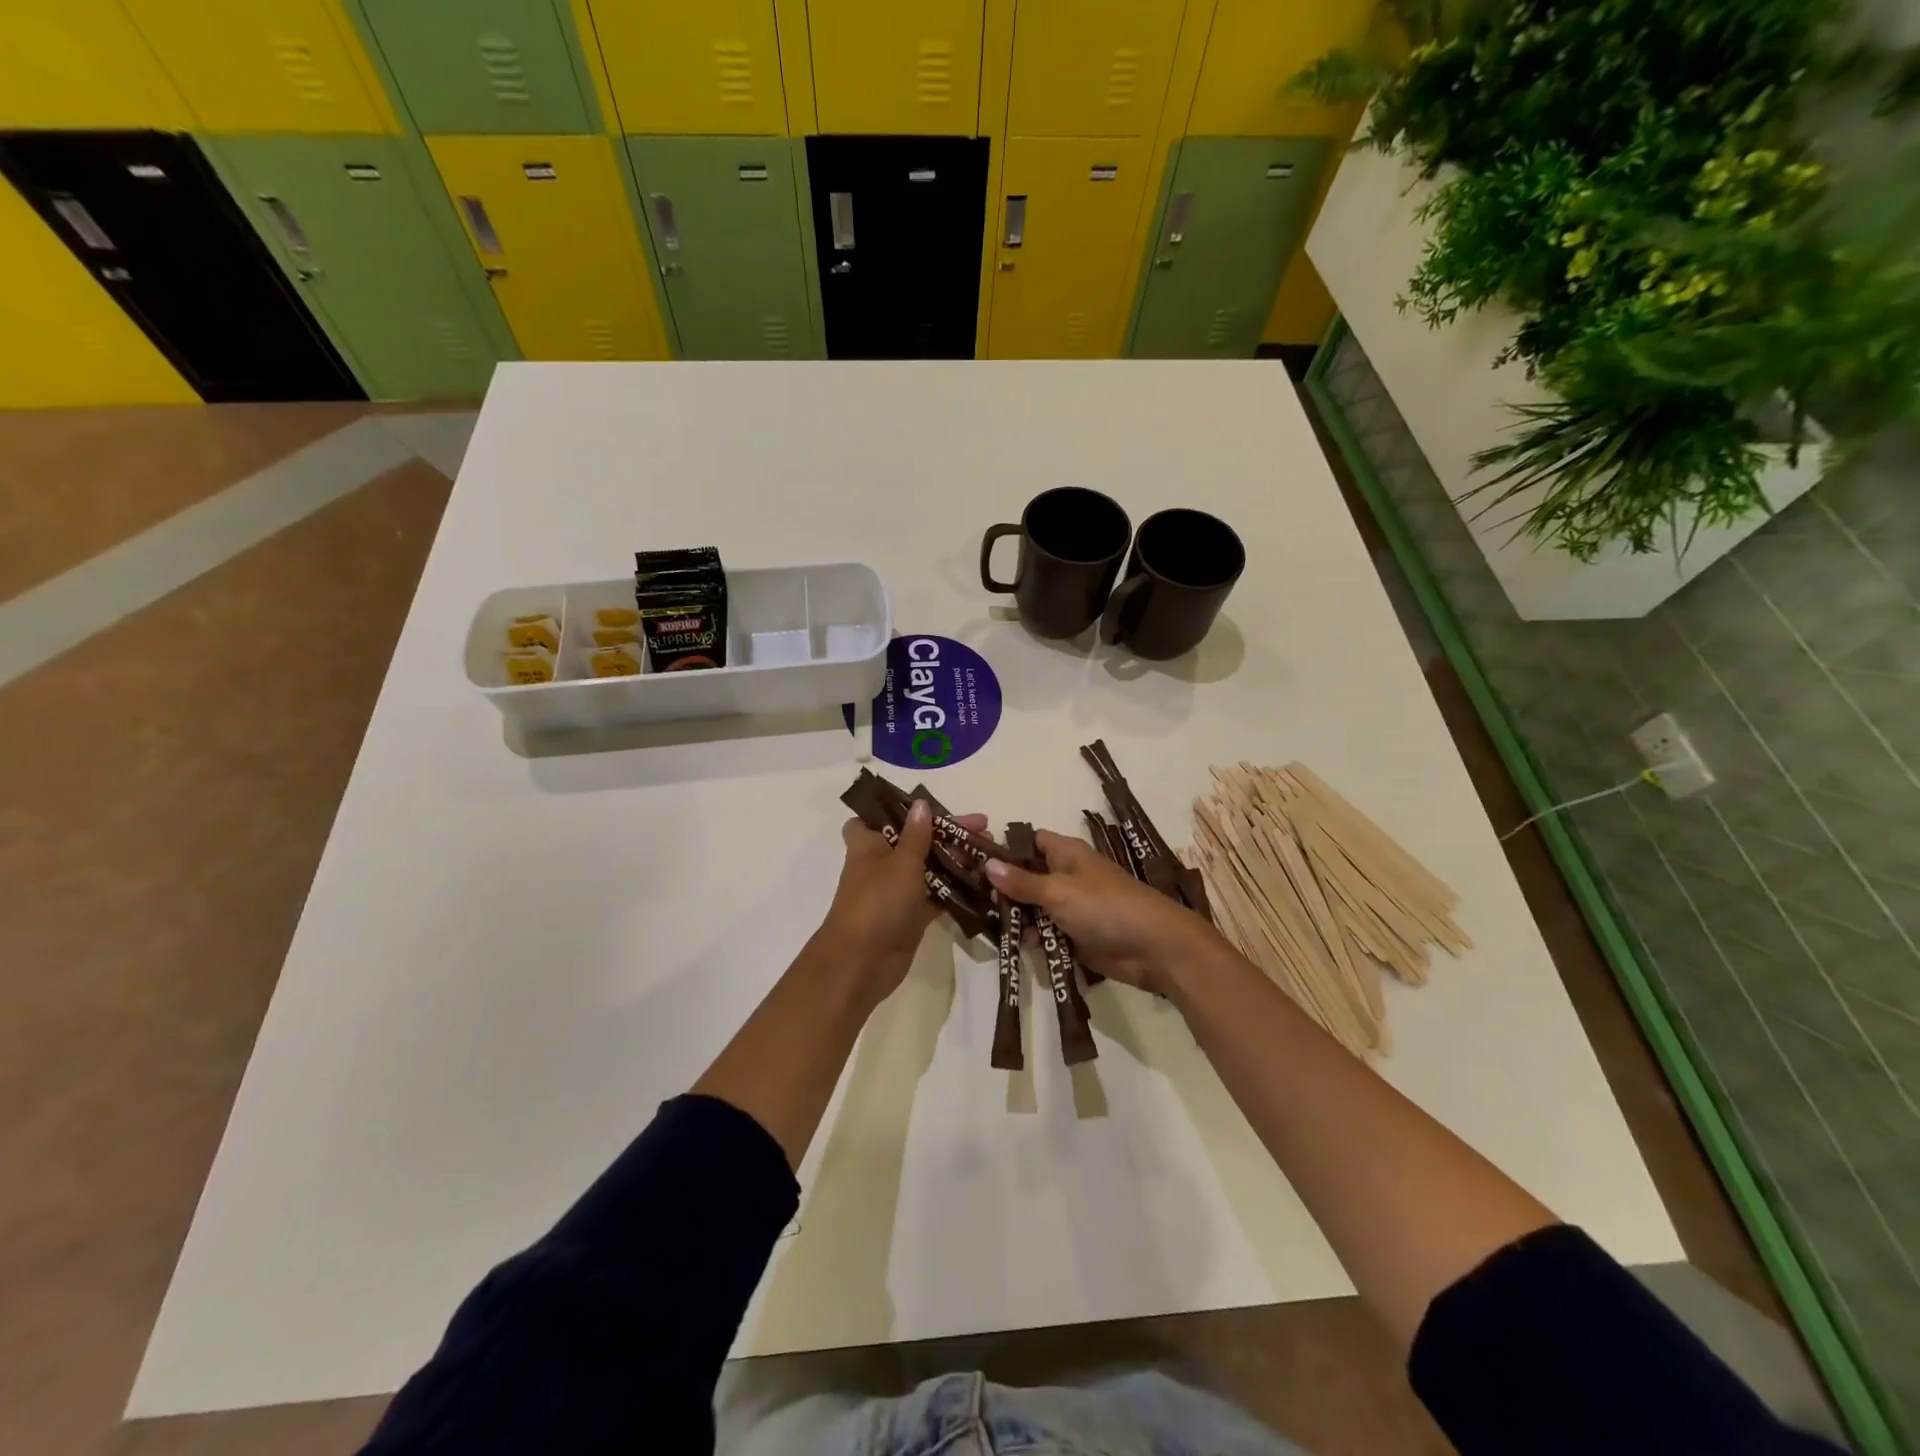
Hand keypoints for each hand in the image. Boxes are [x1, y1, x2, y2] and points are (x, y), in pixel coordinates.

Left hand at [817, 800, 988, 1007]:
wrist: (862, 964)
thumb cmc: (878, 902)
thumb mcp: (901, 862)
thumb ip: (916, 835)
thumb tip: (920, 804)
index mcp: (869, 843)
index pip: (878, 816)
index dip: (901, 809)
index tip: (931, 806)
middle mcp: (881, 863)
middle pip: (915, 840)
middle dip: (947, 833)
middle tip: (984, 827)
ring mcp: (896, 890)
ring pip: (929, 867)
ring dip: (955, 860)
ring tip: (989, 852)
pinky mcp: (910, 915)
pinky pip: (936, 895)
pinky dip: (955, 889)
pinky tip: (984, 882)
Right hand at [985, 831, 1217, 995]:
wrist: (1155, 948)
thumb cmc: (1105, 907)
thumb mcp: (1058, 892)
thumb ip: (1022, 882)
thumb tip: (987, 864)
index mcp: (1066, 854)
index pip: (1029, 842)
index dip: (1004, 850)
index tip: (973, 864)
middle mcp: (1067, 876)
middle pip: (1027, 877)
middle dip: (1004, 889)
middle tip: (974, 902)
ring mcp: (1072, 907)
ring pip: (1034, 907)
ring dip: (1016, 917)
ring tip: (988, 927)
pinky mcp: (1076, 936)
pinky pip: (1047, 932)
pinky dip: (1033, 938)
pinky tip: (1014, 946)